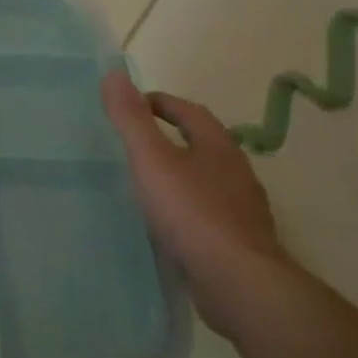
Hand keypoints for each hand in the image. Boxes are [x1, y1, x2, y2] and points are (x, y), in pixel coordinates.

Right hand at [100, 70, 294, 336]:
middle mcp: (237, 173)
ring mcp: (242, 211)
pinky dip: (186, 209)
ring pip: (208, 181)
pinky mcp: (239, 243)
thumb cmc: (191, 212)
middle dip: (173, 138)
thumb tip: (114, 73)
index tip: (134, 105)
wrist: (238, 284)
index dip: (162, 103)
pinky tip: (166, 223)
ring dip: (181, 175)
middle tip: (135, 142)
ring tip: (146, 182)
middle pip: (203, 145)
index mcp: (218, 147)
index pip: (190, 112)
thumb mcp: (151, 158)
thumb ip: (130, 118)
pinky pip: (208, 214)